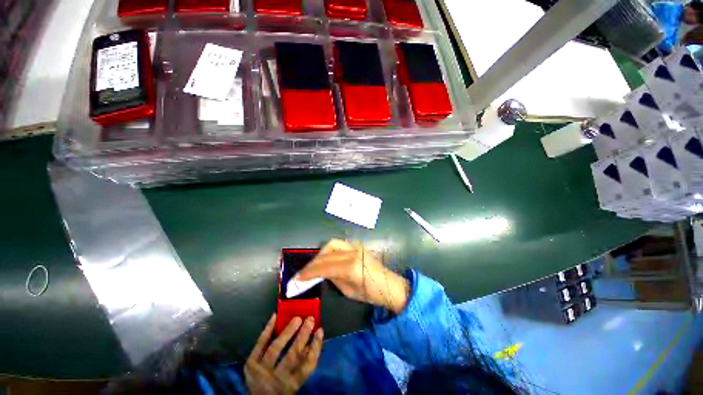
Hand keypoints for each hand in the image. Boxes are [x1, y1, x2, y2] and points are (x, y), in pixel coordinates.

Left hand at [245, 314, 323, 394]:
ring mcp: (261, 371)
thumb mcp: (294, 381)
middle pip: (292, 355)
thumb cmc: (281, 388)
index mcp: (291, 385)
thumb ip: (303, 364)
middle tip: (310, 319)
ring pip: (275, 348)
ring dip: (287, 331)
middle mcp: (276, 379)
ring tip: (297, 318)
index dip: (315, 347)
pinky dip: (268, 329)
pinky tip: (275, 316)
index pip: (307, 366)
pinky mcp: (250, 364)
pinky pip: (260, 344)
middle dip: (302, 335)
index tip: (320, 330)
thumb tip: (311, 341)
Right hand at [296, 239, 409, 313]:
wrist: (389, 285)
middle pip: (327, 251)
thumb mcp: (349, 291)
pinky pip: (340, 244)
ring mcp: (356, 247)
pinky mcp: (358, 246)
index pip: (325, 266)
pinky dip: (330, 250)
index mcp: (351, 267)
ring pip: (333, 244)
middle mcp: (353, 253)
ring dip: (321, 253)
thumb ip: (334, 278)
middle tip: (305, 272)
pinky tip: (326, 258)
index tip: (298, 277)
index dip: (310, 272)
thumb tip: (321, 273)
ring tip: (314, 264)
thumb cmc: (370, 294)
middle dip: (313, 261)